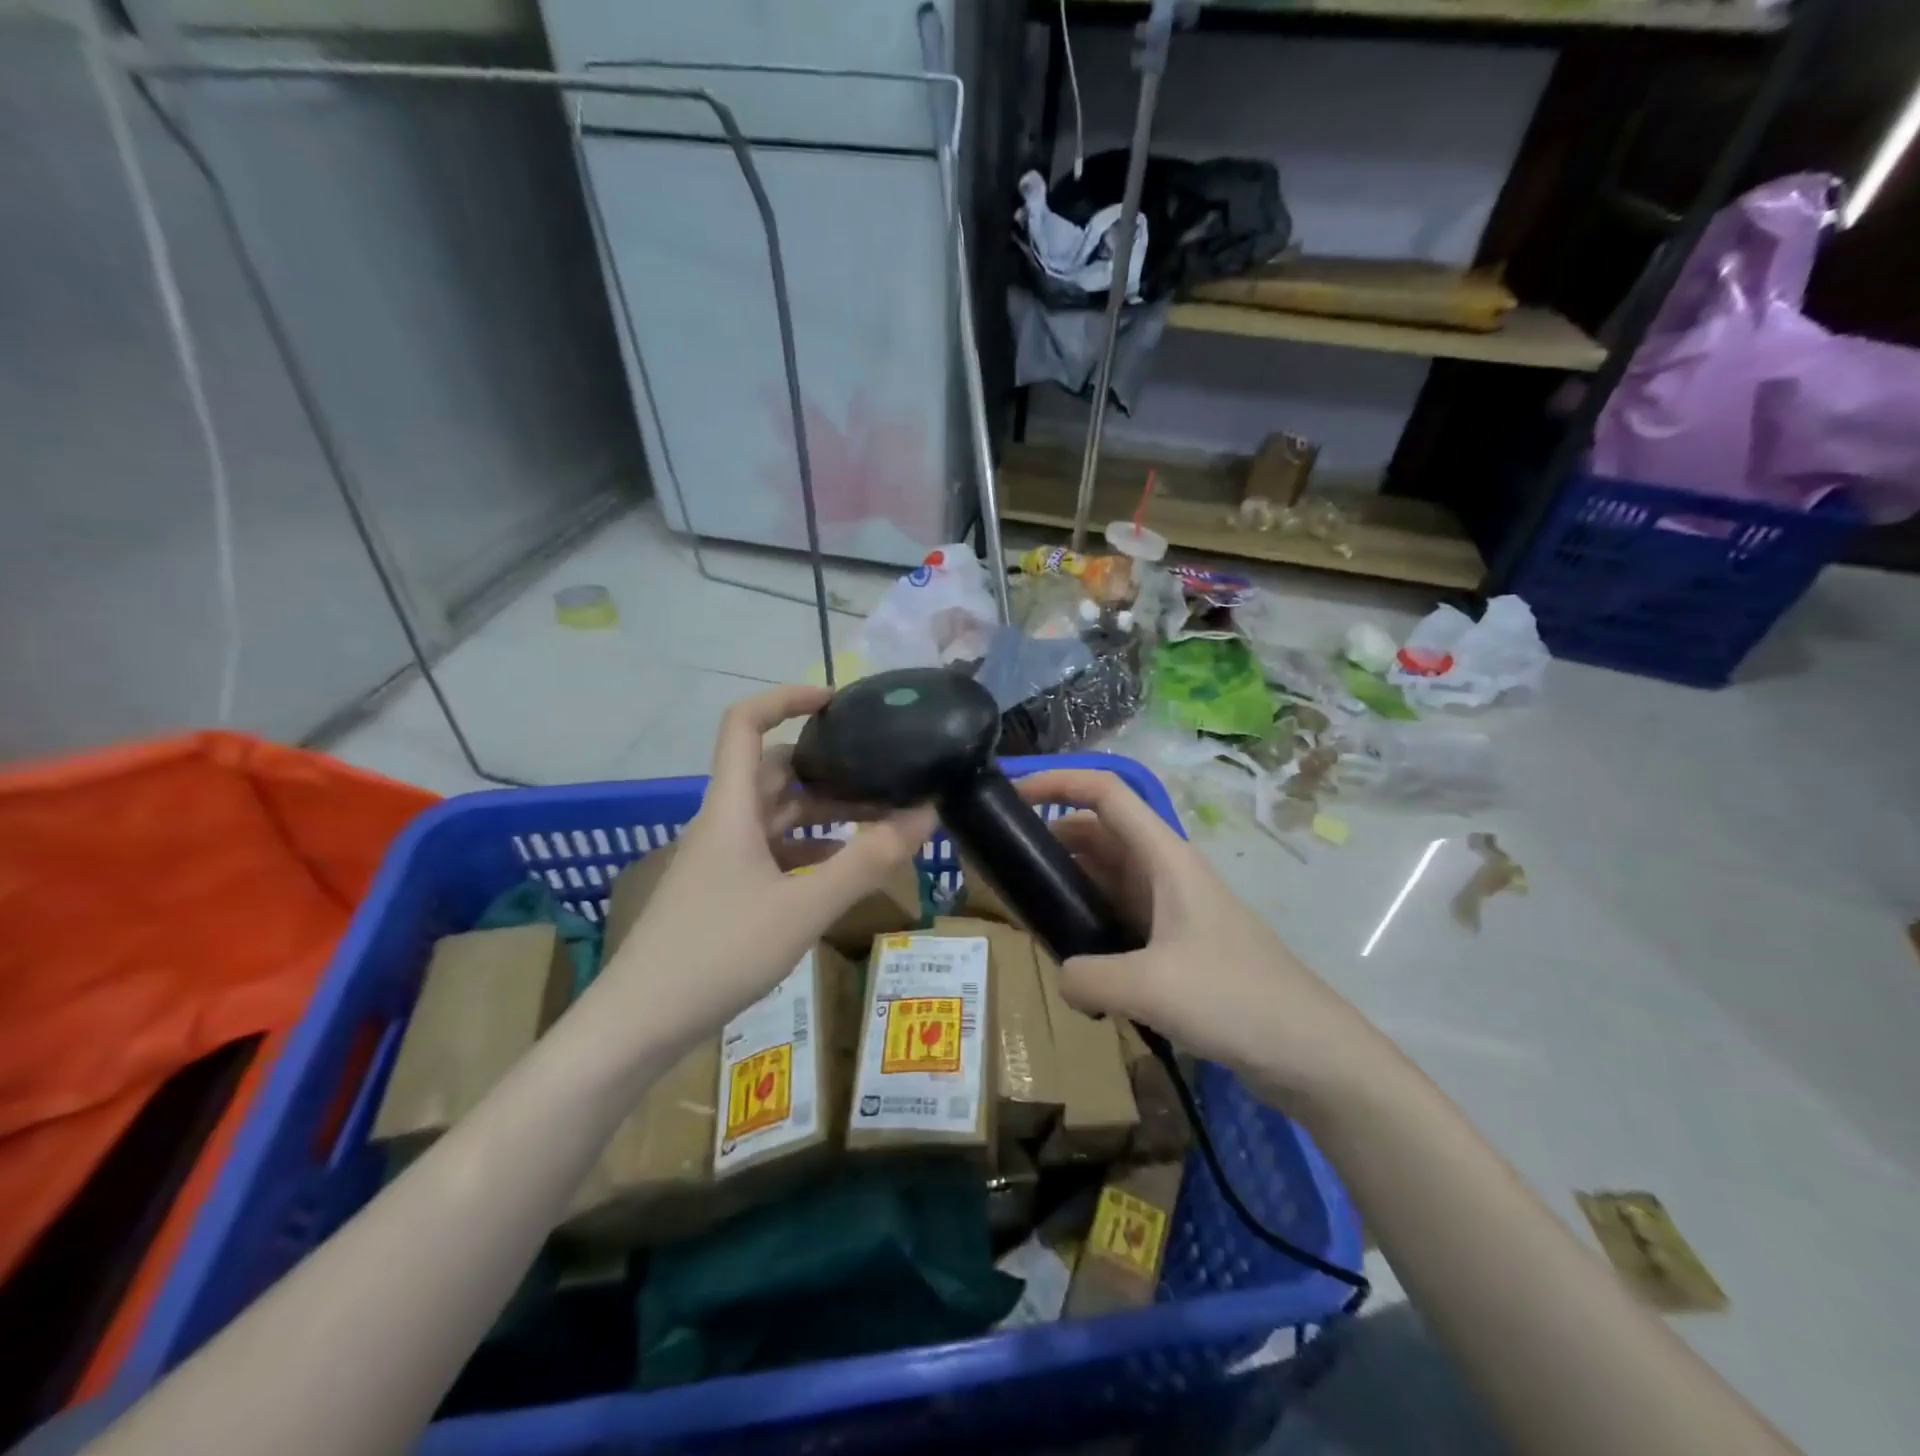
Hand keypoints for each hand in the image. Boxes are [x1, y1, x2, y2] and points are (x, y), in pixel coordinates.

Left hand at [591, 685, 934, 1049]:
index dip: (787, 697)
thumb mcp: (804, 907)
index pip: (745, 723)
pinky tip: (841, 870)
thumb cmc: (718, 953)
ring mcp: (719, 858)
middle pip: (773, 770)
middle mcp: (723, 822)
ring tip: (878, 822)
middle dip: (828, 768)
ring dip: (823, 812)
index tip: (838, 701)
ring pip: (776, 815)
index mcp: (730, 807)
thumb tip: (926, 814)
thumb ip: (867, 860)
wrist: (639, 1024)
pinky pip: (771, 852)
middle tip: (882, 775)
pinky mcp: (721, 891)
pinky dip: (809, 850)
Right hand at [1016, 767, 1381, 1113]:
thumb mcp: (1151, 987)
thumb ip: (1088, 976)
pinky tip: (1066, 952)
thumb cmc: (1236, 998)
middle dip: (1049, 837)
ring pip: (1105, 876)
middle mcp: (1164, 872)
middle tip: (1002, 864)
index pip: (1105, 793)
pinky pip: (1116, 915)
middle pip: (1097, 833)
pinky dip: (1086, 920)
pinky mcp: (1173, 944)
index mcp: (1163, 857)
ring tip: (1023, 907)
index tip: (1011, 794)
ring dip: (1066, 882)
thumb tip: (1062, 977)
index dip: (1058, 781)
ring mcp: (1170, 908)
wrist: (1310, 1051)